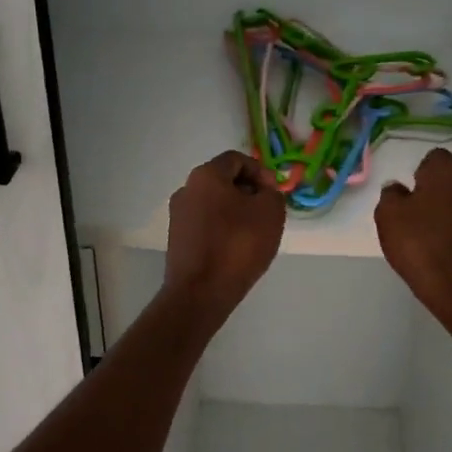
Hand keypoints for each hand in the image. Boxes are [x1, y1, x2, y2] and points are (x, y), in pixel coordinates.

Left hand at [165, 150, 285, 317]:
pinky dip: (223, 228)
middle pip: (223, 180)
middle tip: (267, 213)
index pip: (236, 159)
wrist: (200, 292)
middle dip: (249, 192)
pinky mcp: (177, 239)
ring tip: (254, 233)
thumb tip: (263, 192)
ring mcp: (178, 215)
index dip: (260, 171)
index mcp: (206, 175)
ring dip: (236, 212)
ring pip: (214, 203)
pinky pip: (206, 223)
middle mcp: (186, 189)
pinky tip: (236, 249)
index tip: (274, 193)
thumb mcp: (271, 212)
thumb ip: (272, 193)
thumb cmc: (238, 245)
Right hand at [375, 149, 451, 320]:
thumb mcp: (388, 217)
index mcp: (448, 170)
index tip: (410, 199)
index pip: (433, 159)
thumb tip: (398, 189)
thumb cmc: (421, 245)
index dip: (420, 177)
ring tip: (437, 235)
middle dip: (439, 190)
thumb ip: (391, 195)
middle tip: (421, 216)